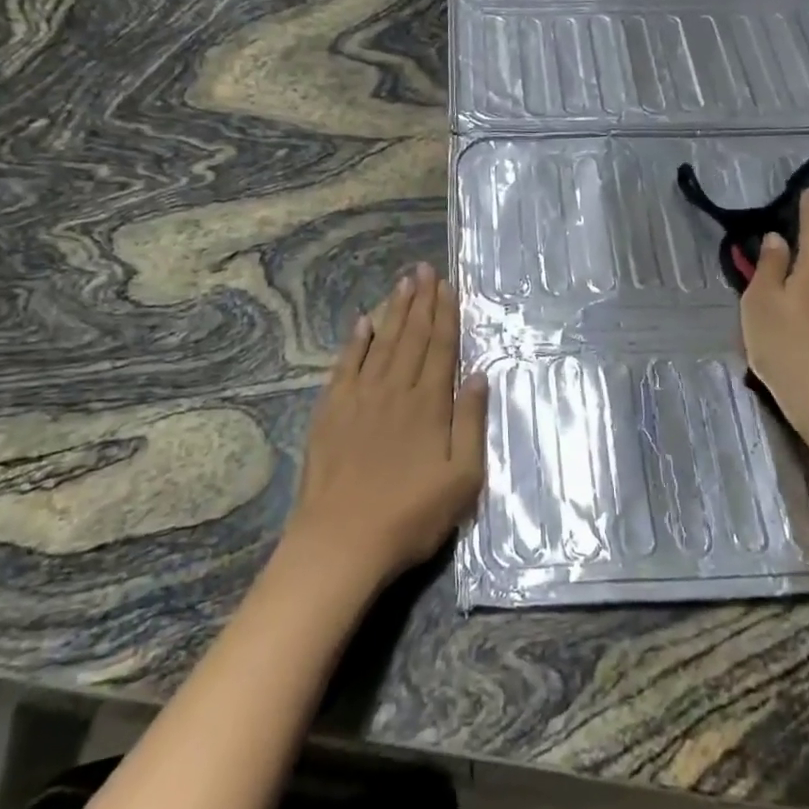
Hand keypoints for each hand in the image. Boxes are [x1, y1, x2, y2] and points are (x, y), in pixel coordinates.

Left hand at [283, 263, 488, 597]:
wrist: (341, 539)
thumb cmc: (410, 515)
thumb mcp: (462, 478)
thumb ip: (471, 422)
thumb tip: (477, 375)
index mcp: (429, 404)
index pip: (440, 347)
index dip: (445, 314)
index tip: (447, 285)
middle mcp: (395, 389)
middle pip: (412, 336)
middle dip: (421, 301)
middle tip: (424, 269)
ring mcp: (360, 397)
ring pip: (382, 343)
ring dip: (393, 311)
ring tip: (402, 282)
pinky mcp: (331, 410)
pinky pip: (346, 365)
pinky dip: (355, 341)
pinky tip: (362, 323)